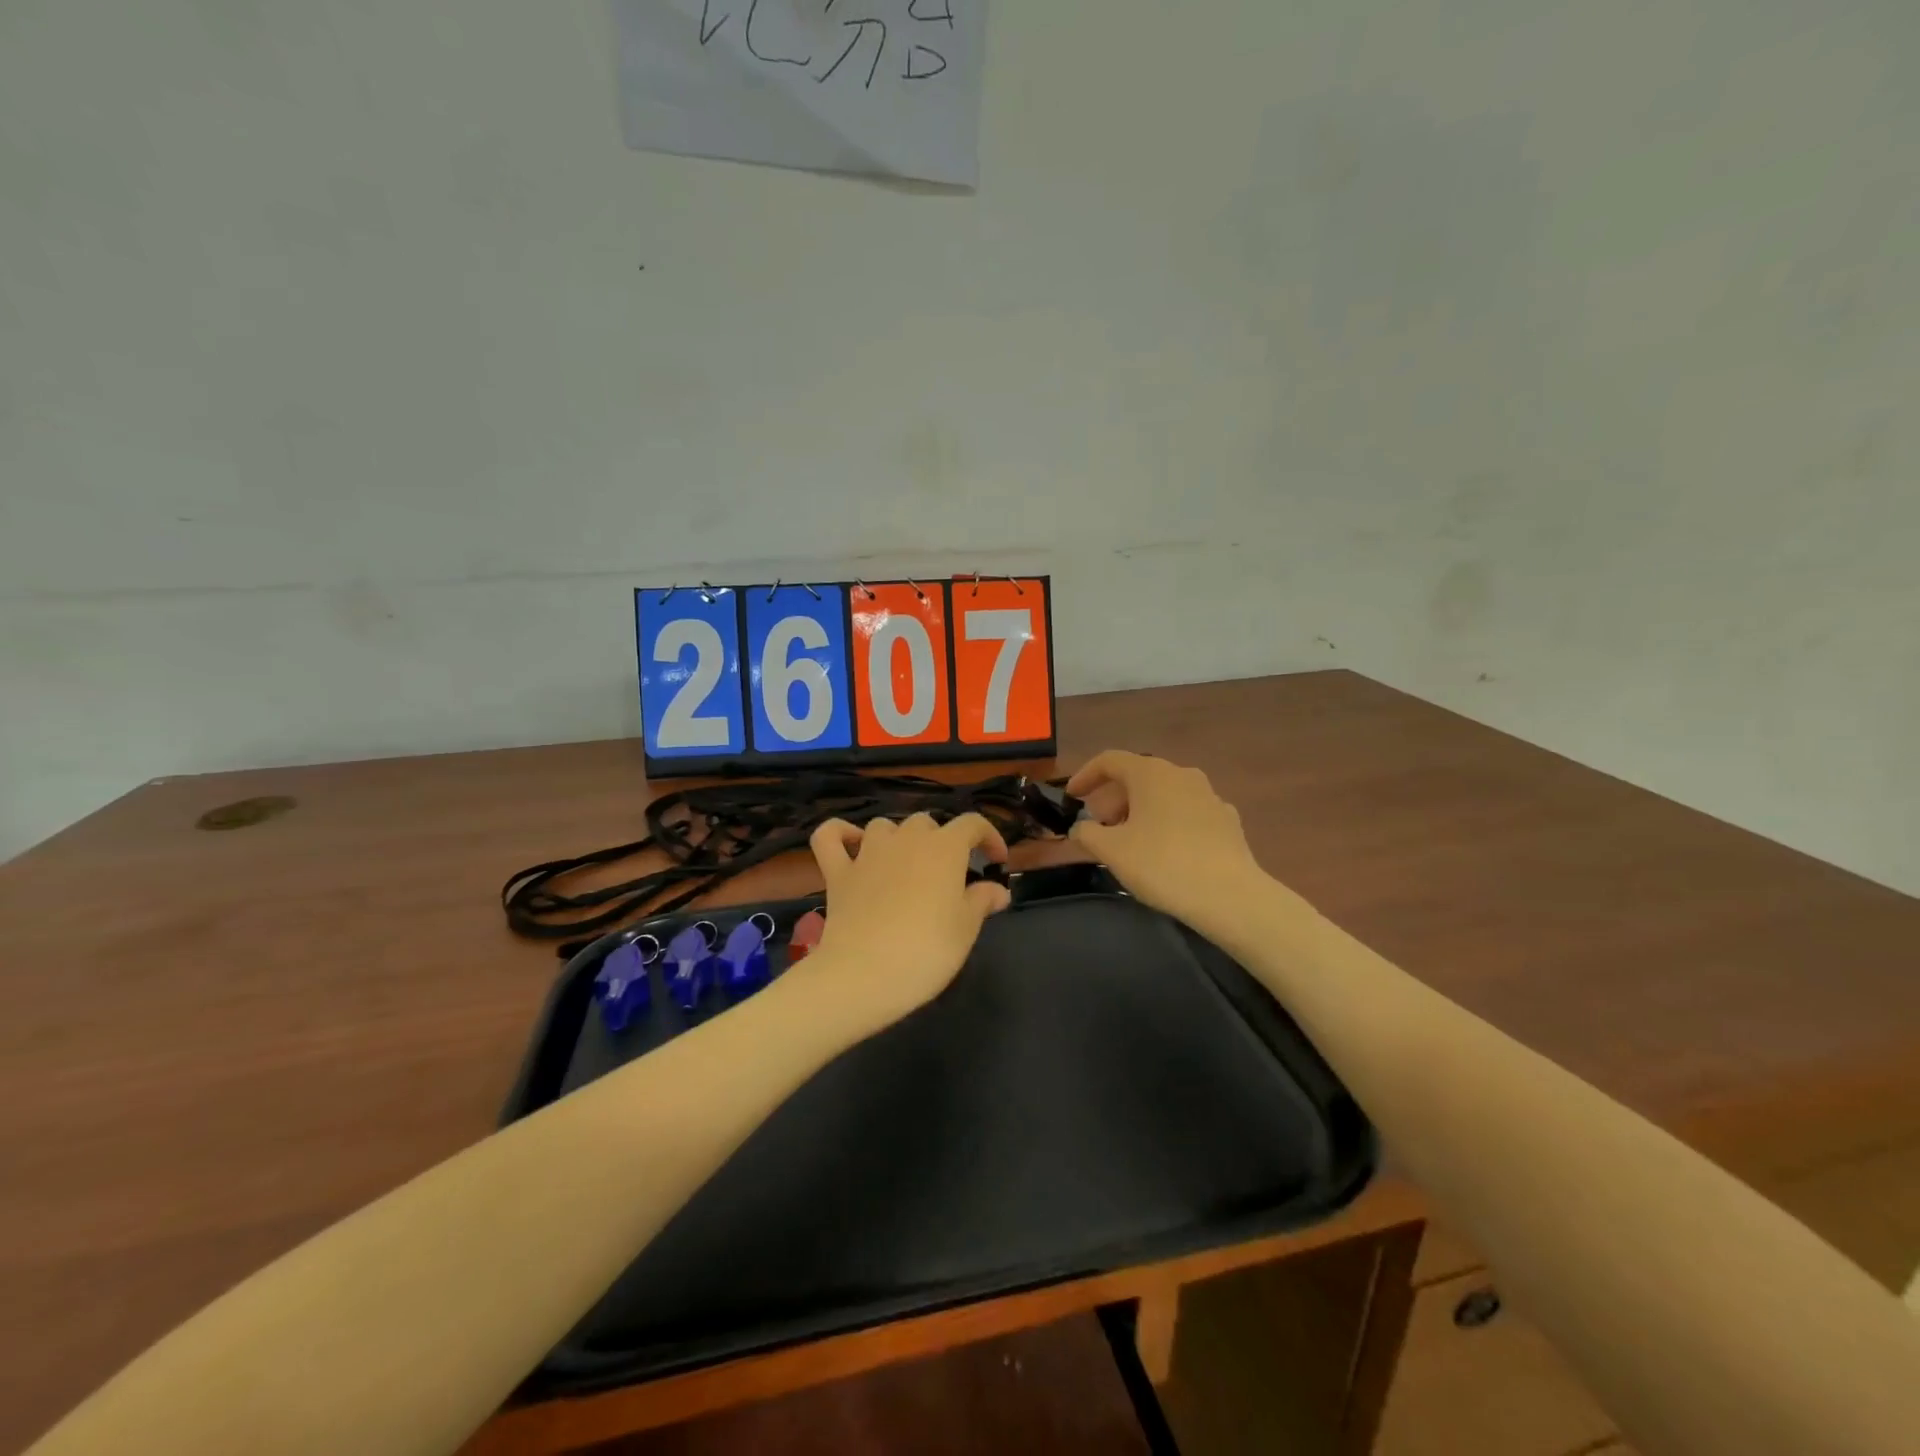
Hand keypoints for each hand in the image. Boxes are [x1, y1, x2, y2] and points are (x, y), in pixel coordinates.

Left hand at [800, 812, 1011, 1028]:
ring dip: (898, 838)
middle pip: (927, 823)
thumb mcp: (966, 929)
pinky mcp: (837, 872)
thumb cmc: (926, 951)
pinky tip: (850, 845)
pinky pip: (830, 836)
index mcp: (944, 848)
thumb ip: (982, 901)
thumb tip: (997, 889)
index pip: (972, 824)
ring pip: (885, 826)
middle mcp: (906, 839)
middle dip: (942, 841)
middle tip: (949, 876)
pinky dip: (840, 833)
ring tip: (906, 864)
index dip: (989, 836)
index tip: (996, 860)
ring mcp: (867, 853)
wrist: (864, 975)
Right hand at [1067, 751, 1270, 932]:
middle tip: (1100, 828)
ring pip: (1164, 795)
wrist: (1229, 896)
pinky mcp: (1227, 820)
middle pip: (1138, 777)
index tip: (1072, 797)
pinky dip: (1169, 824)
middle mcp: (1182, 774)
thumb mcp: (1111, 851)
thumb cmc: (1162, 865)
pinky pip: (1187, 813)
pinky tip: (1167, 851)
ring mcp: (1209, 796)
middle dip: (1114, 799)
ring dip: (1141, 811)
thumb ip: (1087, 833)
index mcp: (1150, 773)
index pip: (1110, 760)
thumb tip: (1082, 827)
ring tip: (1131, 842)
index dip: (1086, 775)